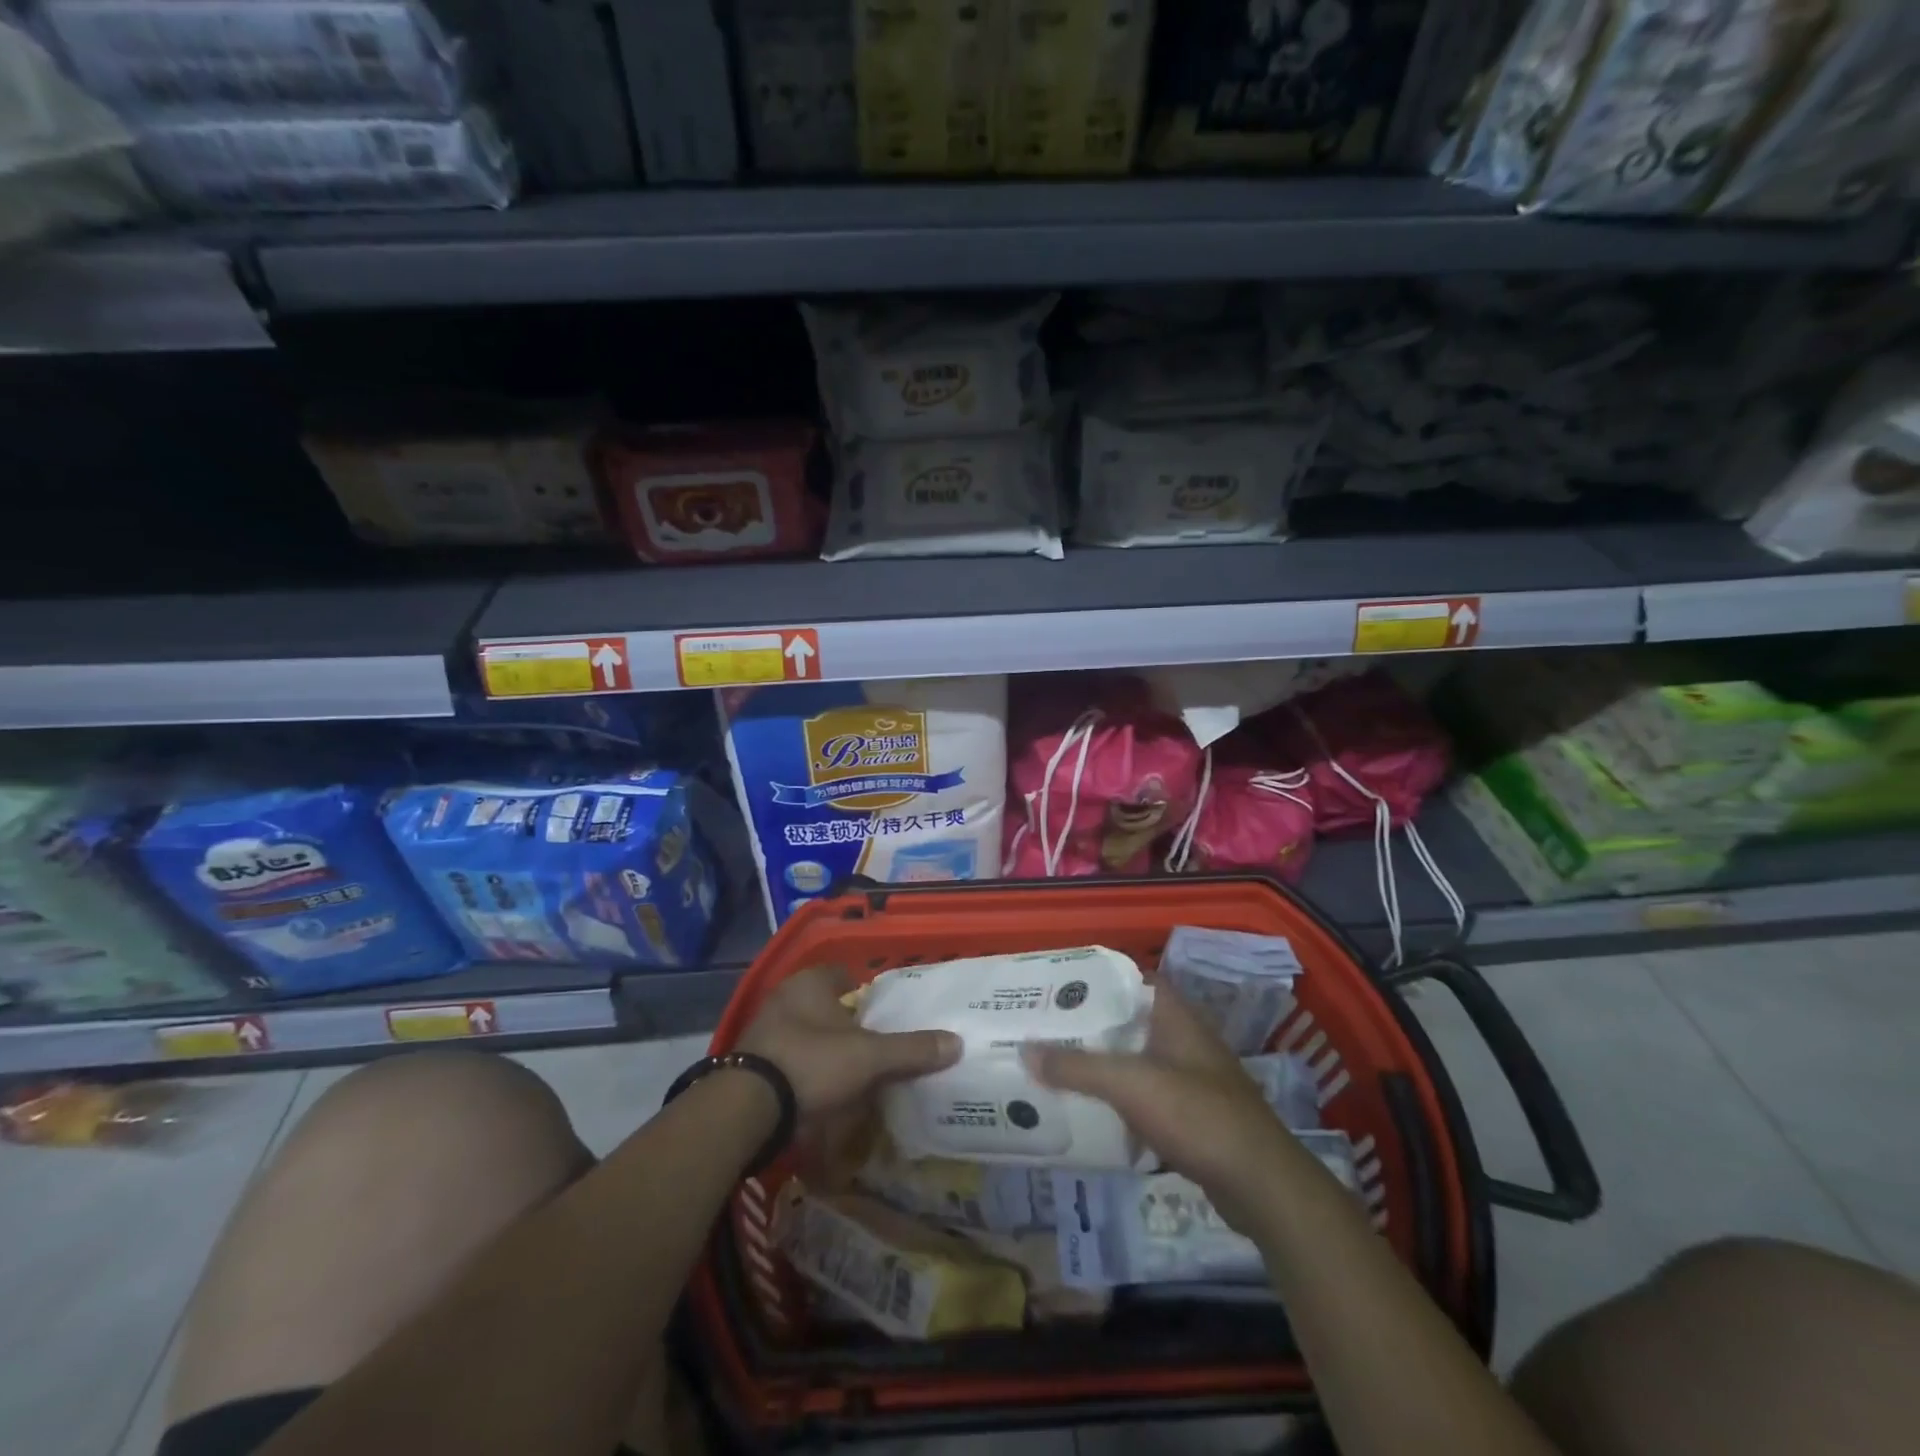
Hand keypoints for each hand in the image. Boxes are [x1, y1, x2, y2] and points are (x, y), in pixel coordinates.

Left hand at [735, 965, 959, 1119]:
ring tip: (851, 1069)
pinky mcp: (752, 1062)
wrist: (747, 1108)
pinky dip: (805, 1069)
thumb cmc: (812, 1063)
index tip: (883, 1009)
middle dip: (845, 1021)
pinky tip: (822, 1089)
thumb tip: (956, 1043)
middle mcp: (784, 997)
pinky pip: (788, 1058)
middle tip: (873, 1042)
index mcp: (811, 982)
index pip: (843, 973)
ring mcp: (764, 1030)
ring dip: (824, 1047)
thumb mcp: (870, 1058)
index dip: (864, 988)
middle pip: (824, 1004)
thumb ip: (911, 1050)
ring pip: (804, 1031)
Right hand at [1023, 983, 1293, 1231]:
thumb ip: (1077, 1067)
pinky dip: (1119, 1097)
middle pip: (1127, 1020)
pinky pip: (1144, 1094)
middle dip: (1089, 1024)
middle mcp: (1183, 1038)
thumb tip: (1025, 1049)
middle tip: (1044, 1027)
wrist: (1261, 1185)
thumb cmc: (1196, 1115)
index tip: (1056, 986)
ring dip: (1102, 1062)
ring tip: (1056, 1065)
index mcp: (1174, 1015)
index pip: (1130, 979)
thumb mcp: (1130, 1084)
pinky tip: (1090, 1110)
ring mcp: (1190, 1077)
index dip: (1094, 978)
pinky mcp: (1191, 1115)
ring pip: (1135, 1059)